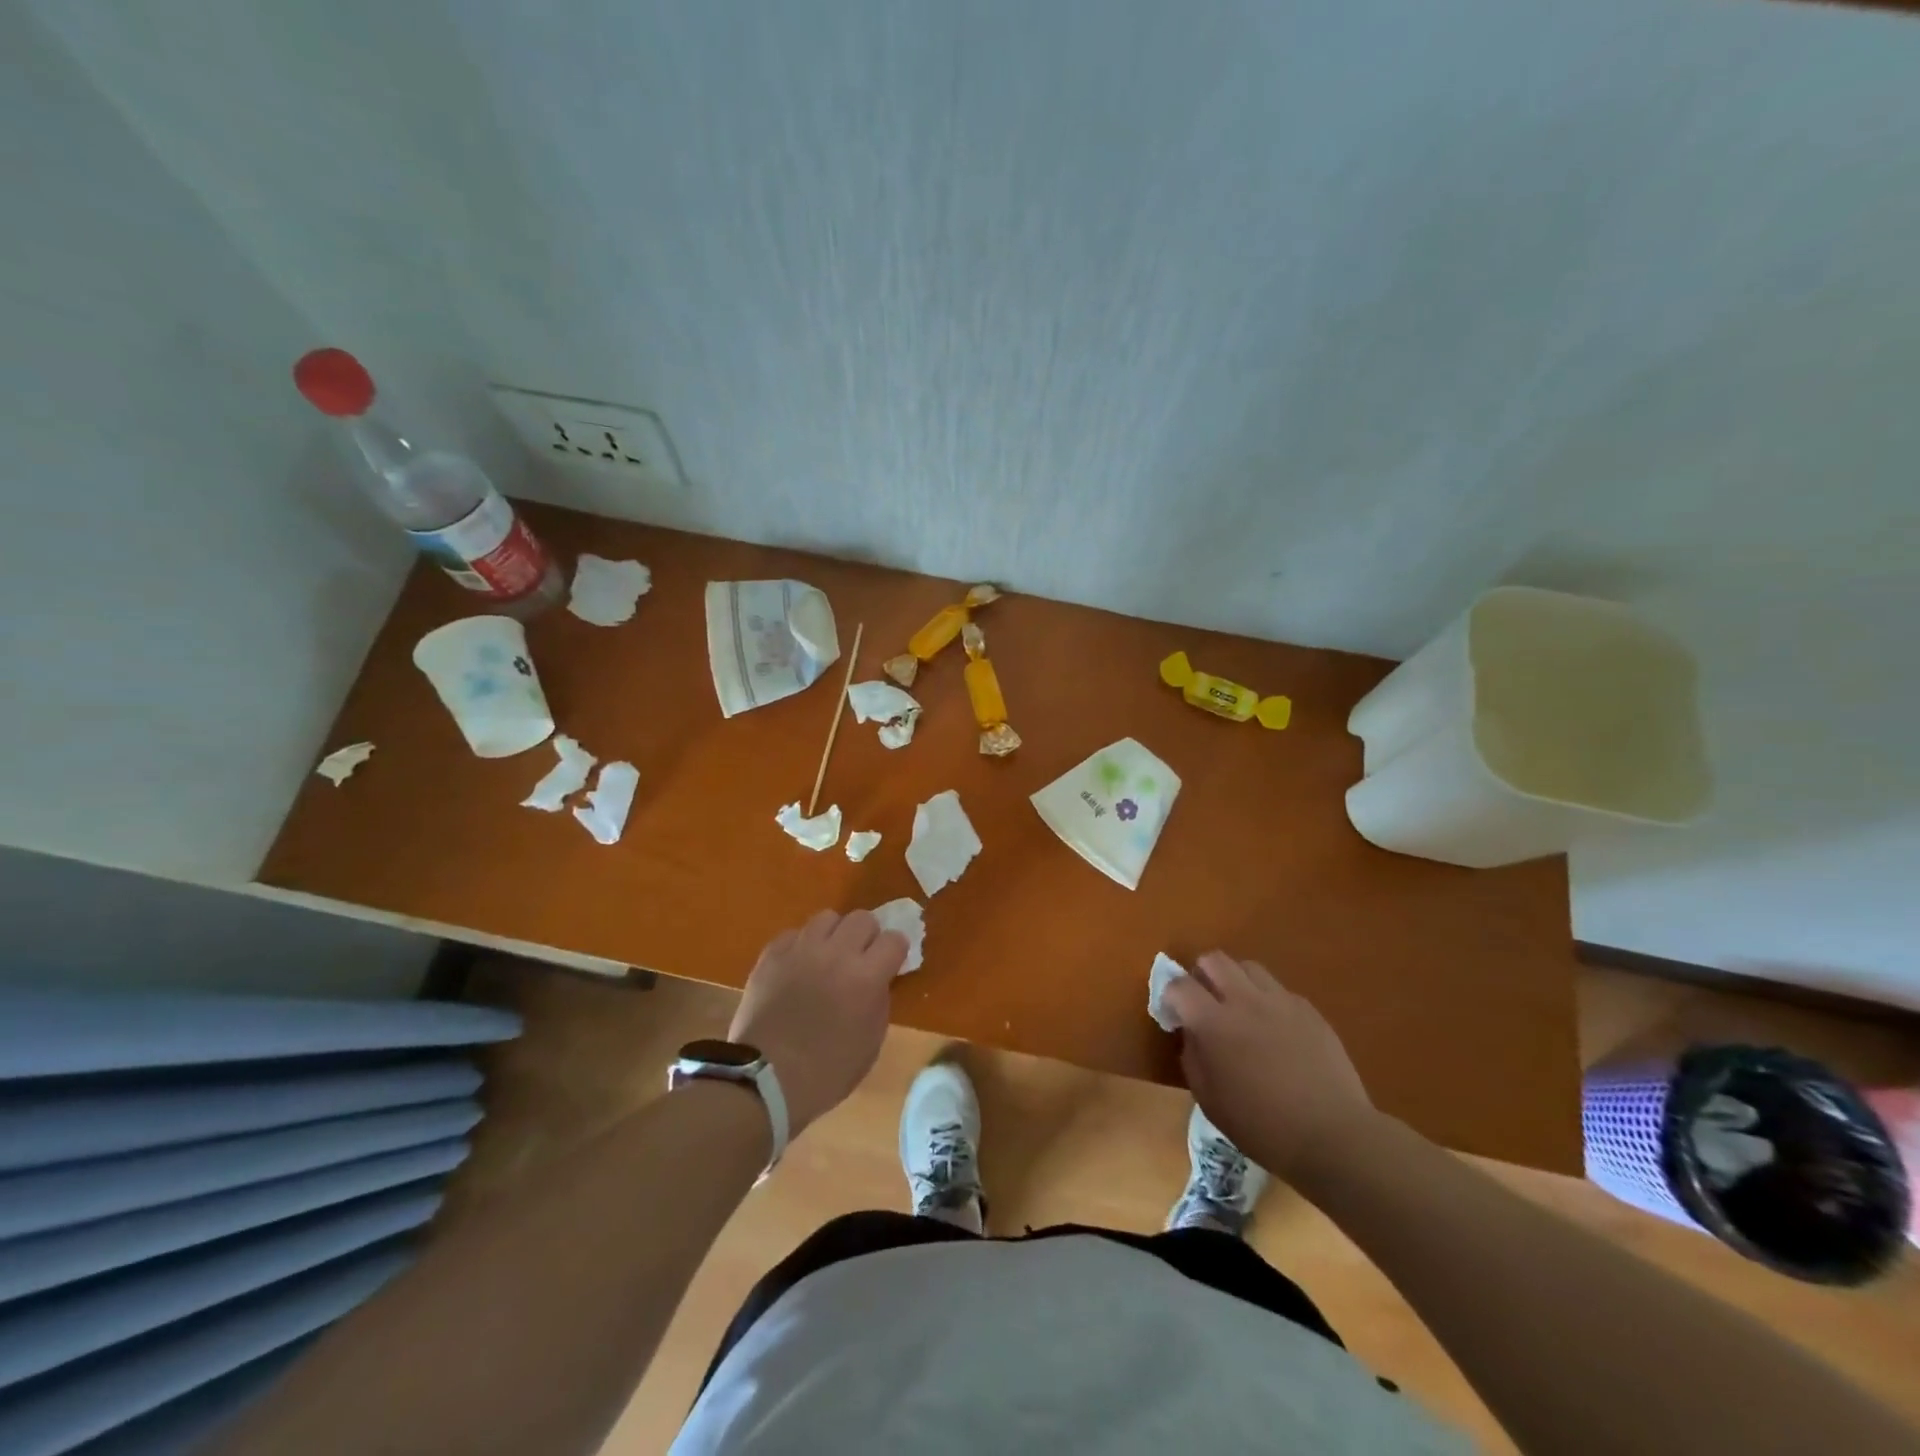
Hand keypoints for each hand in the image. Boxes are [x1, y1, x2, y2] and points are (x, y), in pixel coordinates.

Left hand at [729, 910, 906, 1137]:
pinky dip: (801, 945)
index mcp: (866, 977)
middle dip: (867, 936)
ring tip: (827, 956)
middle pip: (862, 918)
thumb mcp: (871, 1042)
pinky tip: (798, 966)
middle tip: (860, 957)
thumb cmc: (826, 1071)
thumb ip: (879, 1001)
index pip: (894, 939)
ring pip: (827, 917)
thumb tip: (877, 980)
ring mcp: (801, 950)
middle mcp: (836, 953)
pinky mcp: (772, 954)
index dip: (895, 951)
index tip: (889, 964)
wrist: (765, 1079)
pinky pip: (794, 933)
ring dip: (834, 935)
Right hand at [1163, 952, 1376, 1183]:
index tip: (1174, 1014)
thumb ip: (1193, 1057)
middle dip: (1202, 975)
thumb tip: (1192, 1033)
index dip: (1170, 994)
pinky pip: (1280, 990)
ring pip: (1249, 967)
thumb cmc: (1262, 1126)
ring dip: (1236, 981)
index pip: (1179, 985)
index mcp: (1214, 1023)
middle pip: (1214, 959)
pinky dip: (1268, 1001)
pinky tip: (1275, 1030)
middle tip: (1205, 1002)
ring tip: (1240, 1009)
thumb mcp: (1209, 1100)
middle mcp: (1245, 1000)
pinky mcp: (1309, 1010)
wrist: (1332, 1136)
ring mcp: (1281, 1002)